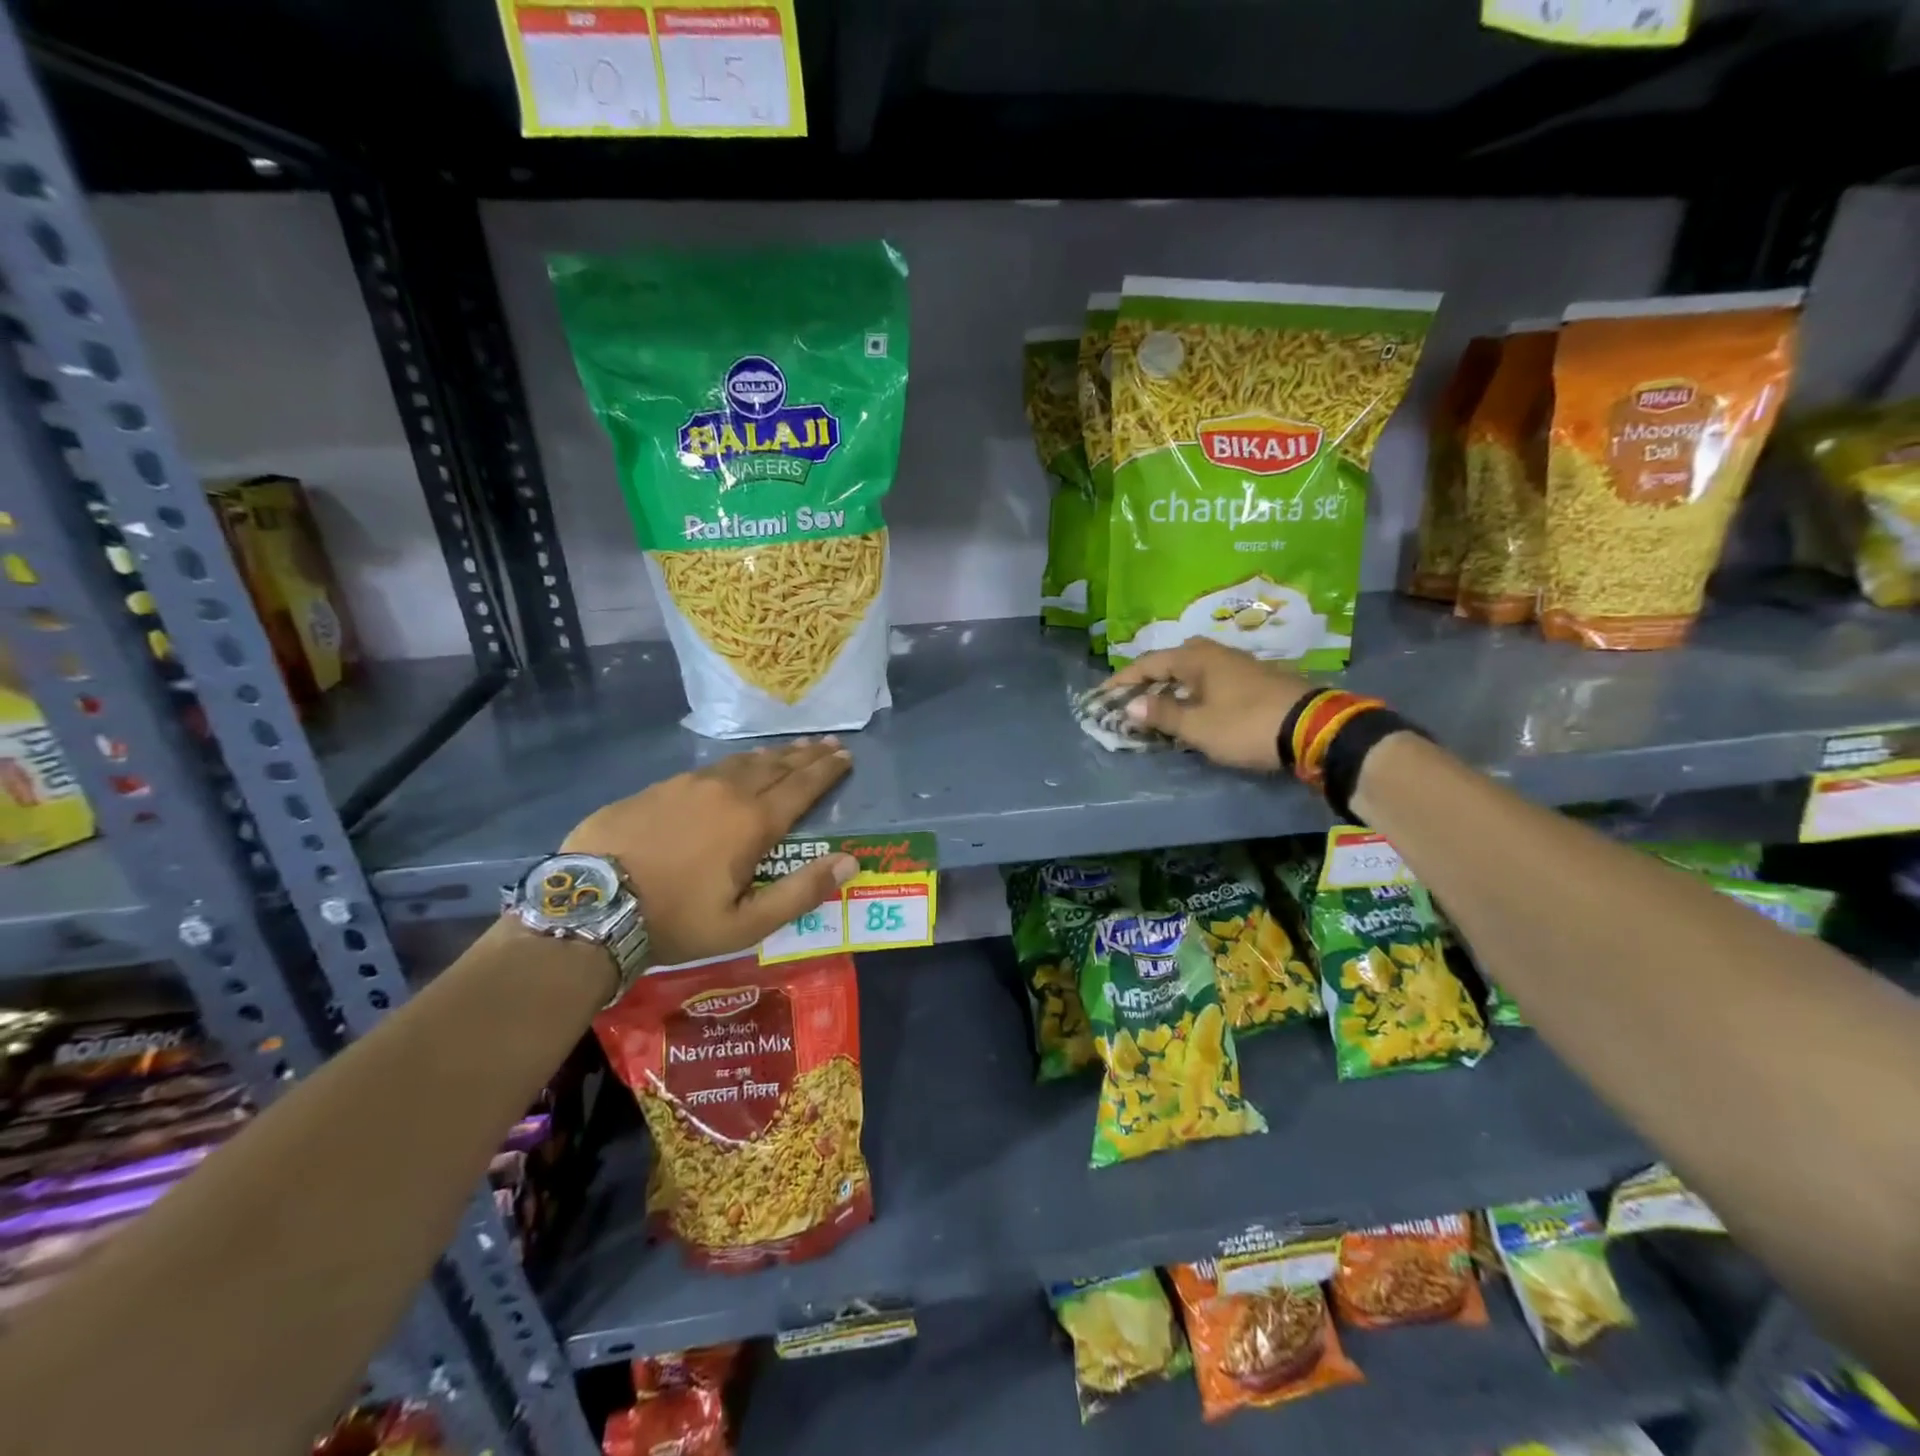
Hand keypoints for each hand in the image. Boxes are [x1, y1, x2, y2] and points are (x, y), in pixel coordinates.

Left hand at [562, 739, 857, 966]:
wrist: (590, 905)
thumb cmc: (676, 920)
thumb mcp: (745, 924)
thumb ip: (801, 892)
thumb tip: (850, 861)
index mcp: (753, 822)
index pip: (802, 787)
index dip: (827, 771)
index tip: (846, 756)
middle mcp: (726, 792)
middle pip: (776, 765)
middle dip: (806, 754)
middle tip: (828, 743)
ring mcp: (688, 784)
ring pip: (742, 762)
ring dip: (772, 755)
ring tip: (790, 749)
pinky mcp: (658, 787)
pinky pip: (710, 768)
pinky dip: (735, 764)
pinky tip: (734, 767)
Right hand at [1099, 638, 1314, 771]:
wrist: (1314, 729)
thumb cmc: (1246, 725)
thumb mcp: (1198, 726)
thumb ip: (1163, 714)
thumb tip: (1132, 705)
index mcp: (1197, 659)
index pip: (1149, 663)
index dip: (1123, 680)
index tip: (1103, 695)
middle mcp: (1217, 654)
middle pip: (1173, 660)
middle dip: (1150, 678)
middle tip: (1133, 697)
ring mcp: (1241, 666)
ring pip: (1195, 671)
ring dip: (1174, 686)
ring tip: (1159, 705)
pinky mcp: (1258, 681)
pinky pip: (1213, 681)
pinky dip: (1195, 692)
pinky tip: (1195, 709)